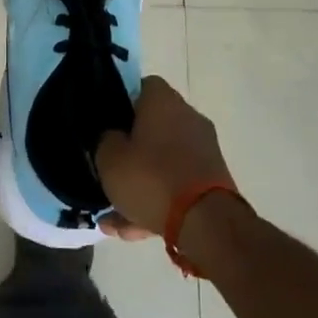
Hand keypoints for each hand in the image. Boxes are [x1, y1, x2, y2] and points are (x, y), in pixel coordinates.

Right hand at [96, 76, 236, 239]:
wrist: (206, 223)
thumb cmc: (151, 178)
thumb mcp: (109, 158)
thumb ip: (106, 141)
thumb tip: (113, 137)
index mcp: (164, 102)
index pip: (142, 86)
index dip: (121, 102)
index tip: (106, 124)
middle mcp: (188, 118)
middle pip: (152, 127)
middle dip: (129, 152)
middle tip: (107, 171)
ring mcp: (203, 151)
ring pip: (162, 163)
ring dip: (139, 185)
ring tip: (113, 217)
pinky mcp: (212, 181)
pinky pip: (176, 185)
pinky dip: (156, 203)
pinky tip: (133, 231)